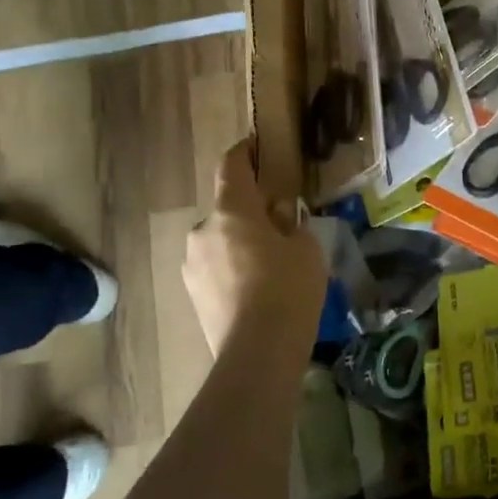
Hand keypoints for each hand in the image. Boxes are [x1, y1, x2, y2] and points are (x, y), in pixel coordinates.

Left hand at [183, 139, 326, 353]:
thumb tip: (280, 219)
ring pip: (220, 241)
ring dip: (241, 243)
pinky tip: (257, 290)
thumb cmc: (288, 289)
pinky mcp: (192, 294)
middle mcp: (203, 231)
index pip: (232, 167)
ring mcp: (192, 265)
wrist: (257, 353)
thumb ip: (292, 225)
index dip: (243, 152)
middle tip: (280, 224)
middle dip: (250, 212)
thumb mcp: (306, 249)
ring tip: (270, 264)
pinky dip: (233, 269)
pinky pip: (216, 268)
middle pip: (228, 209)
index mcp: (231, 211)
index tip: (254, 145)